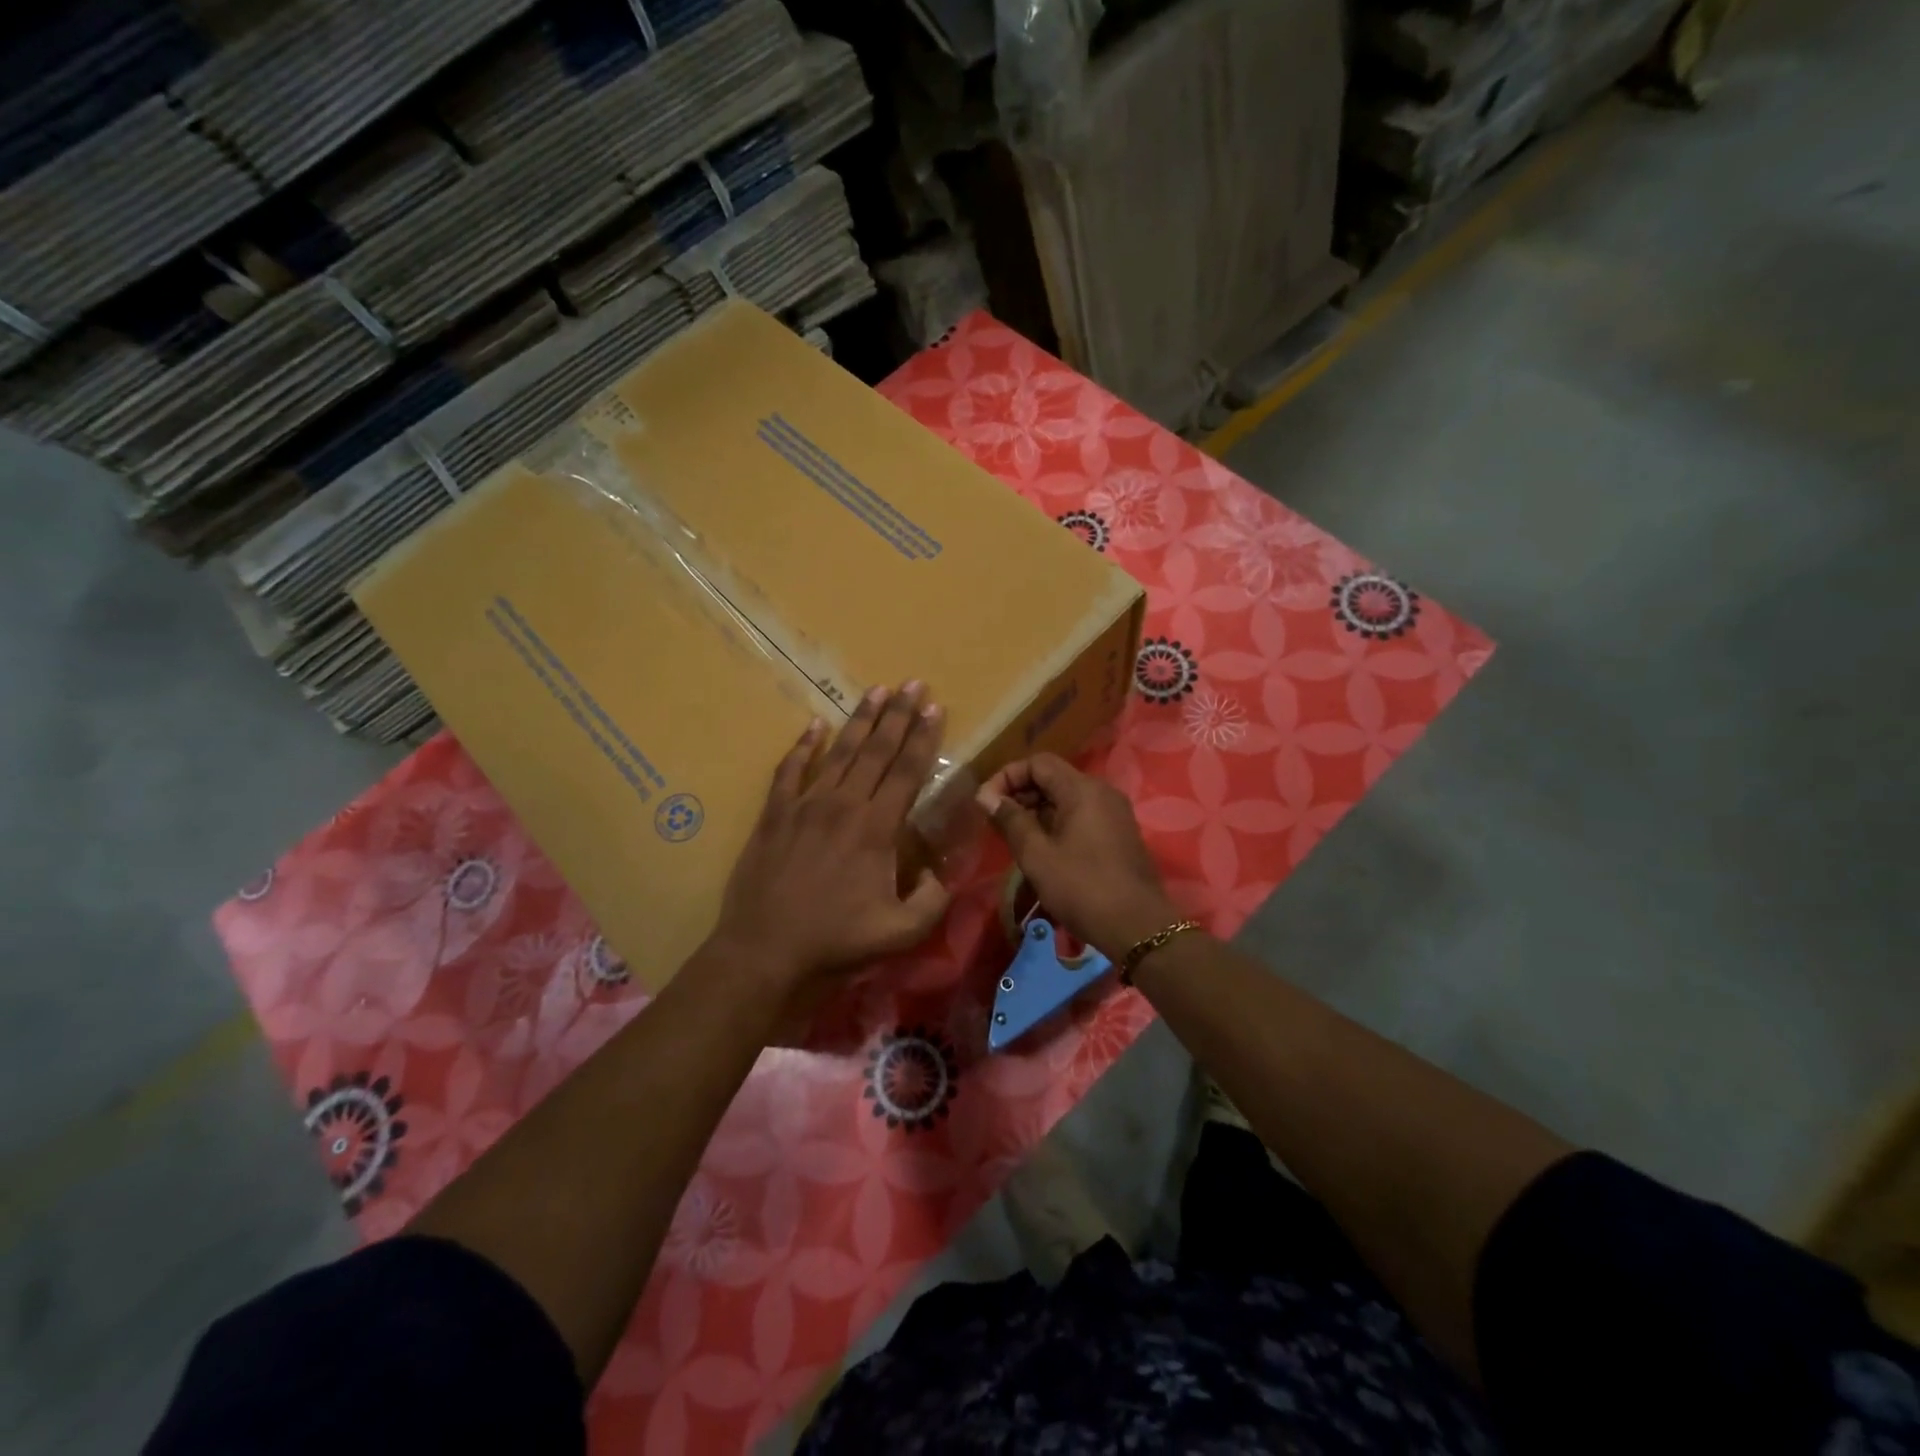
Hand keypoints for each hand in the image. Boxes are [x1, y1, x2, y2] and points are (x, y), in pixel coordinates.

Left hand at [711, 683, 952, 996]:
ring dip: (860, 720)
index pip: (908, 771)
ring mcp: (805, 804)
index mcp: (877, 828)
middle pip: (876, 750)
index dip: (924, 737)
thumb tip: (941, 872)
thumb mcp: (901, 932)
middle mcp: (844, 804)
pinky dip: (802, 745)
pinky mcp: (775, 813)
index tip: (935, 707)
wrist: (765, 949)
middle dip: (898, 715)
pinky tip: (813, 725)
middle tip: (912, 684)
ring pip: (838, 751)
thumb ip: (932, 900)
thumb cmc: (835, 941)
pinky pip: (790, 769)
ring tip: (876, 691)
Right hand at [977, 754, 1181, 961]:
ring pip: (1067, 798)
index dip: (1007, 776)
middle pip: (1054, 777)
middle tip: (996, 821)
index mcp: (1082, 789)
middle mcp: (1102, 792)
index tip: (986, 803)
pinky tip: (1043, 848)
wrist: (1139, 927)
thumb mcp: (1037, 856)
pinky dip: (1057, 822)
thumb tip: (986, 797)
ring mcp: (1114, 813)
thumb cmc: (1082, 888)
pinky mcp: (1119, 833)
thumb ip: (1011, 821)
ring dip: (1037, 810)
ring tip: (1015, 837)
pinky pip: (1082, 814)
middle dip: (1021, 793)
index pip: (1038, 762)